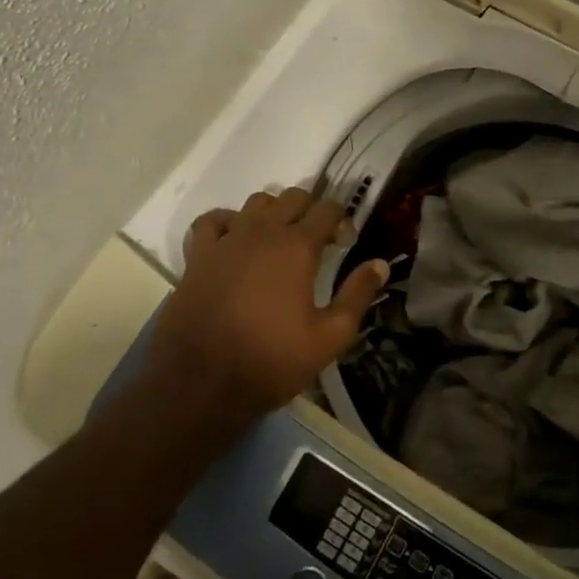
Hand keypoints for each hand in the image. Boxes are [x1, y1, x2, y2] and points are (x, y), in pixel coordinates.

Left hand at [145, 187, 388, 429]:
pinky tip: (236, 241)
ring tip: (280, 239)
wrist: (200, 382)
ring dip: (274, 211)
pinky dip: (229, 222)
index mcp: (298, 247)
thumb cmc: (271, 360)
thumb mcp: (329, 337)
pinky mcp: (198, 255)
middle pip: (293, 196)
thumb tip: (380, 264)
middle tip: (318, 240)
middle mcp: (263, 231)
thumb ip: (357, 295)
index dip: (342, 220)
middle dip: (312, 210)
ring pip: (256, 202)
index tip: (346, 242)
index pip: (327, 209)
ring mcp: (227, 239)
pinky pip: (213, 220)